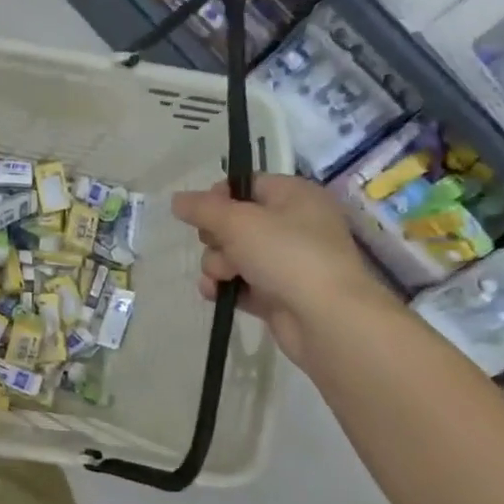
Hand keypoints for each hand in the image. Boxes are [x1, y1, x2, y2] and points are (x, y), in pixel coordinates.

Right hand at [171, 174, 393, 365]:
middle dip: (215, 238)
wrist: (326, 318)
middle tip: (220, 247)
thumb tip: (177, 199)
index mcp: (294, 196)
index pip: (247, 185)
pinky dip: (225, 287)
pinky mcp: (278, 294)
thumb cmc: (286, 255)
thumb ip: (202, 208)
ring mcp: (286, 262)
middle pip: (234, 222)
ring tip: (223, 277)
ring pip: (233, 255)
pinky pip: (240, 283)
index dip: (218, 197)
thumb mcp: (237, 222)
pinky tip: (215, 294)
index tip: (201, 213)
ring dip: (217, 266)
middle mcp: (293, 225)